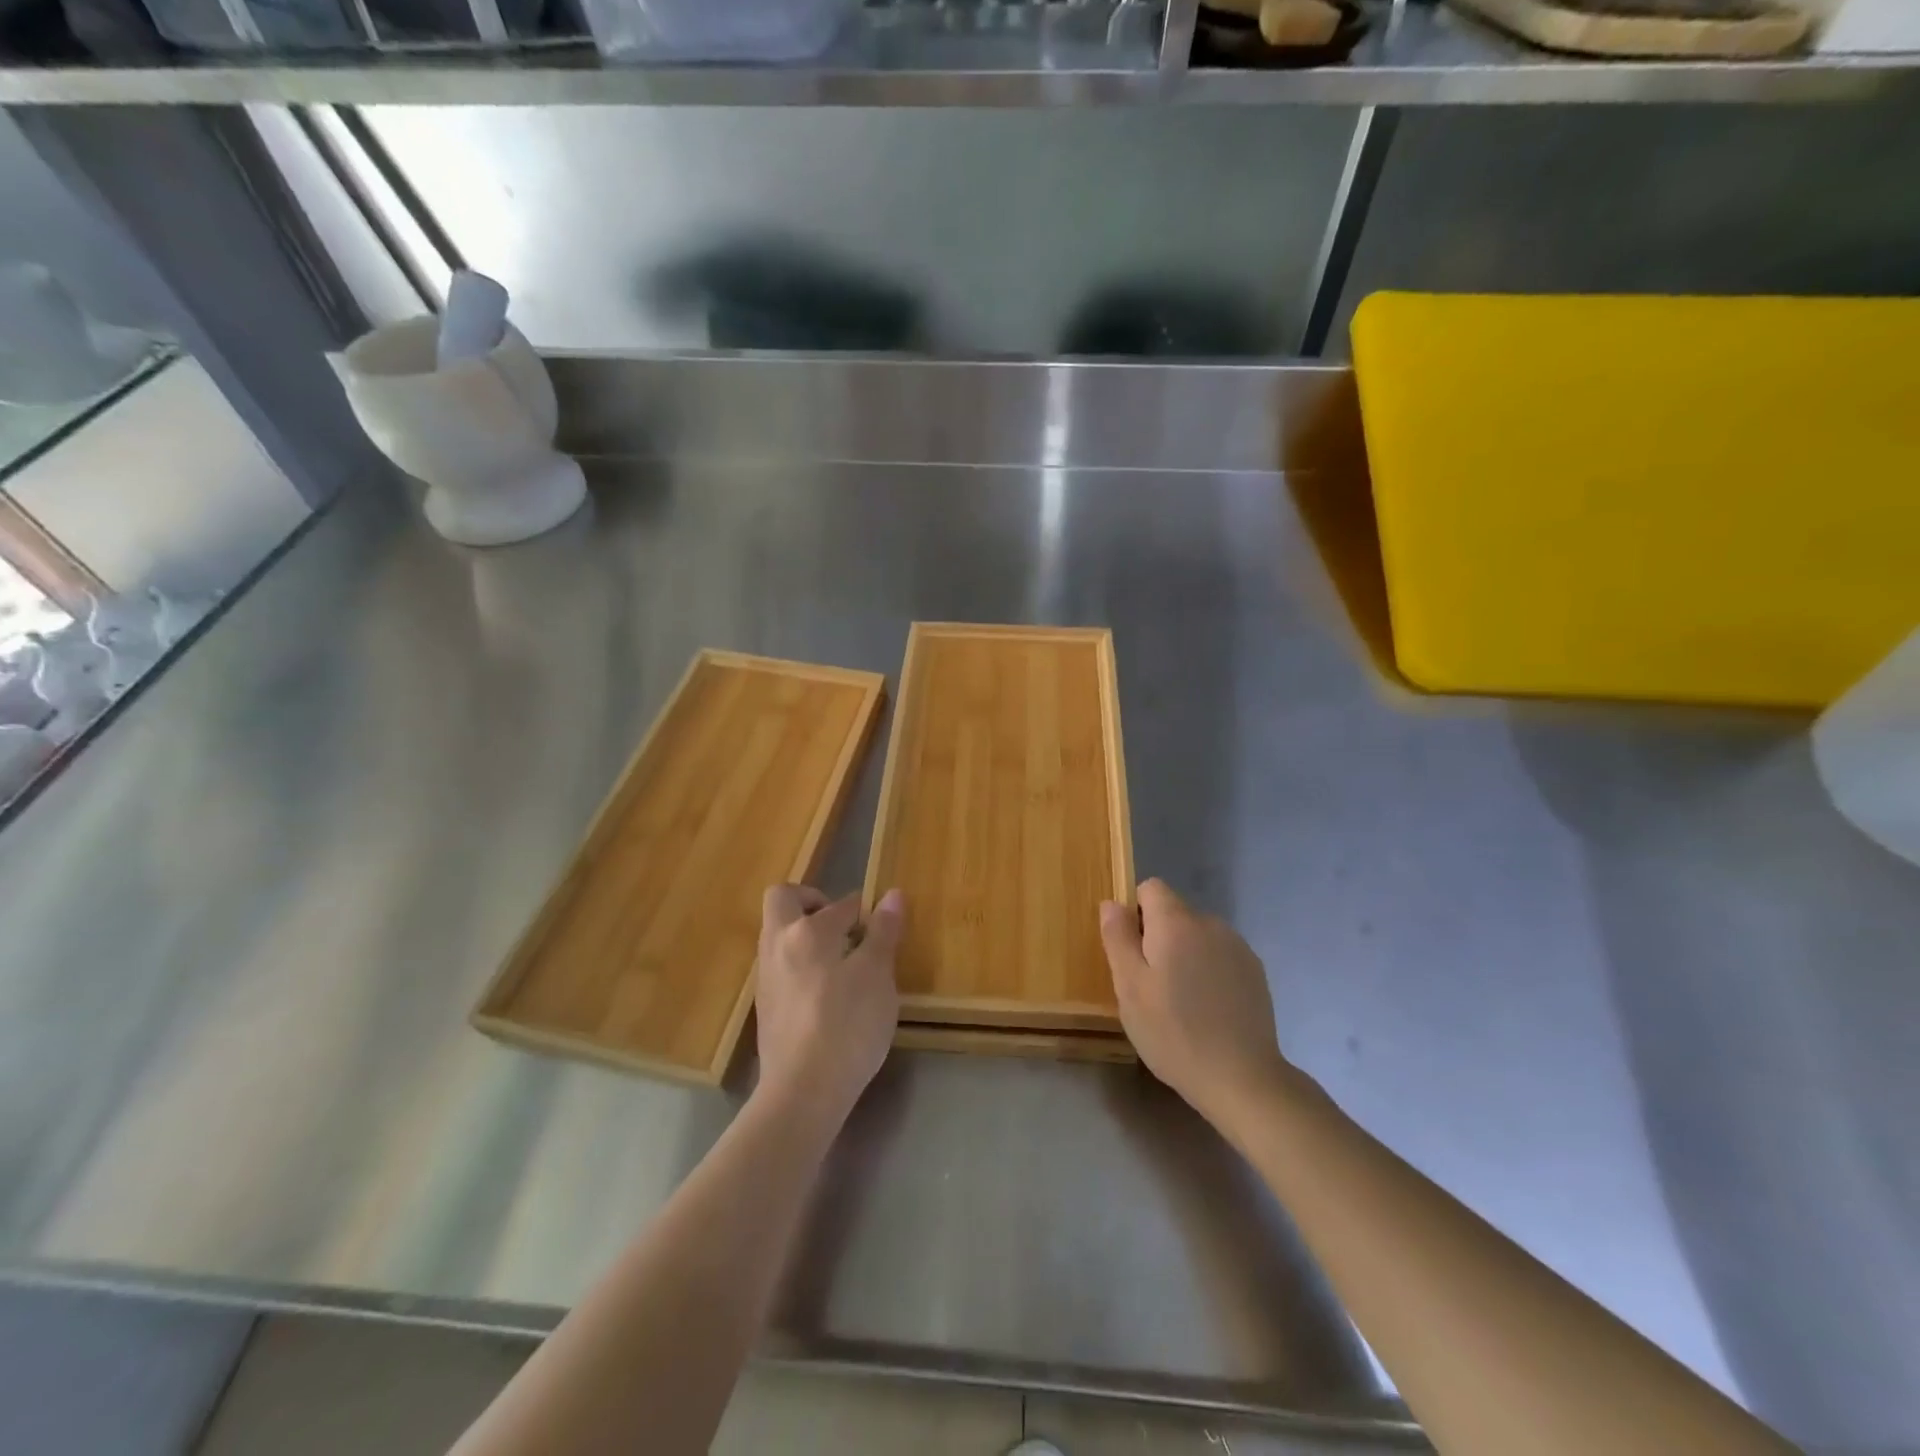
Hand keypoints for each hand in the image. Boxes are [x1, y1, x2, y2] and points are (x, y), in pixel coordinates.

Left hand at [754, 885, 903, 1127]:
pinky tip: (826, 993)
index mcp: (807, 931)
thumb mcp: (877, 976)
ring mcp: (766, 976)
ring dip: (805, 934)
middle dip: (812, 901)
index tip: (881, 926)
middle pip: (784, 899)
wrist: (803, 1091)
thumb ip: (883, 932)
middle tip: (844, 926)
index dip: (864, 910)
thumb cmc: (847, 1025)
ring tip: (841, 962)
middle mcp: (778, 944)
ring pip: (779, 934)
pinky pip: (780, 965)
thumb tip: (892, 894)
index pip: (840, 904)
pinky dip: (800, 963)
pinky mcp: (765, 1006)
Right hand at [1099, 878, 1298, 1133]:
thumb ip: (1118, 937)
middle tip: (1149, 986)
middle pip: (1174, 913)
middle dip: (1158, 938)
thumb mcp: (1129, 987)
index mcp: (1176, 922)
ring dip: (1184, 955)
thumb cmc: (1173, 1031)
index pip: (1150, 888)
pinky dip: (1208, 972)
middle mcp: (1210, 924)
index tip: (1131, 952)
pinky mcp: (1255, 973)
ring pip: (1197, 936)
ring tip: (1180, 1002)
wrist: (1242, 1078)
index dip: (1134, 913)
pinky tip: (1207, 1010)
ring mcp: (1238, 948)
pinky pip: (1219, 956)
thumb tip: (1112, 903)